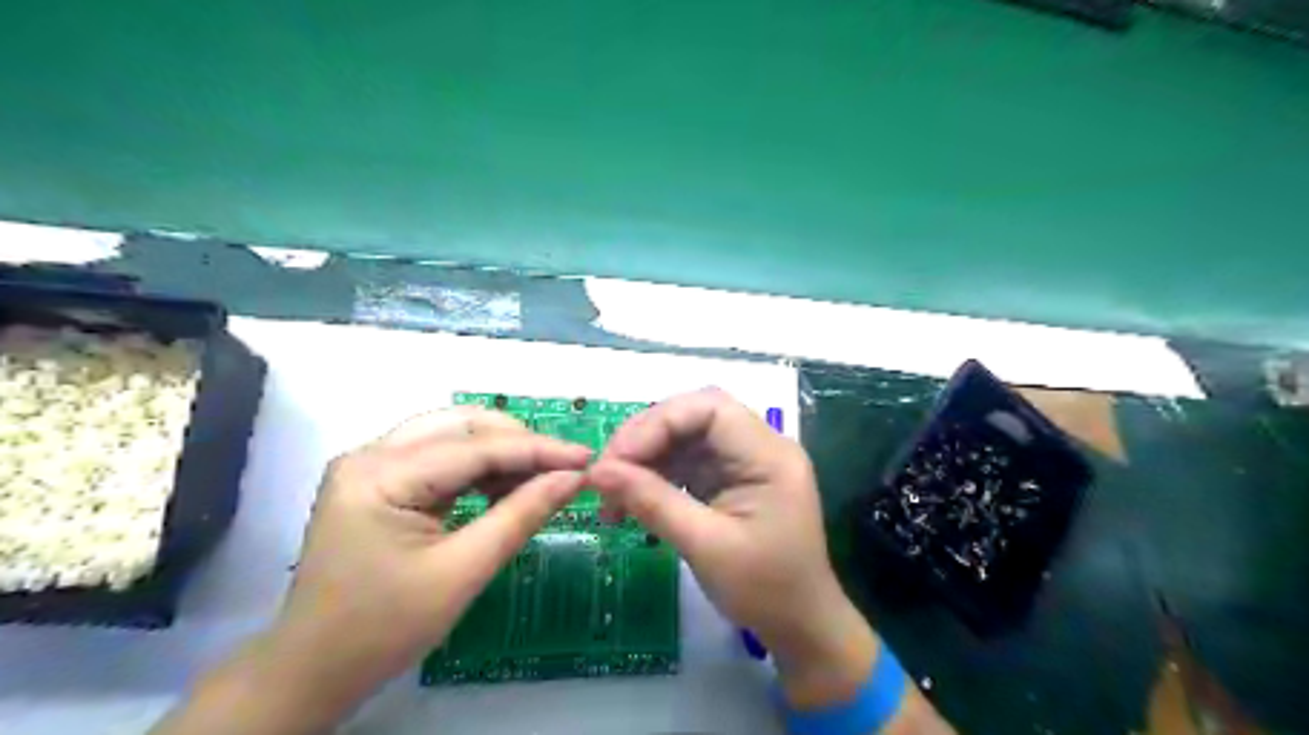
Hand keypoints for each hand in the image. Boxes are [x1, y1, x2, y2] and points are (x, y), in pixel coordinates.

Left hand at [149, 407, 593, 734]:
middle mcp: (370, 454)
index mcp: (380, 475)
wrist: (313, 672)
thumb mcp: (463, 572)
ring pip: (453, 437)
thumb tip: (574, 479)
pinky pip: (440, 459)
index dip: (537, 450)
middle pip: (462, 426)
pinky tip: (506, 486)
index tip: (586, 458)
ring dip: (501, 453)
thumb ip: (521, 515)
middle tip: (564, 468)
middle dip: (519, 443)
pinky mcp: (379, 482)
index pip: (475, 447)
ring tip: (542, 477)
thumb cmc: (384, 629)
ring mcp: (371, 466)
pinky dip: (479, 469)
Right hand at [592, 388, 878, 708]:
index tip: (616, 458)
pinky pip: (689, 460)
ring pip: (687, 436)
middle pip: (695, 416)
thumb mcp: (705, 546)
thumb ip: (653, 502)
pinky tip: (632, 496)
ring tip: (610, 491)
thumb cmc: (764, 589)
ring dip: (646, 457)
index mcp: (768, 455)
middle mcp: (760, 447)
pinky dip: (658, 474)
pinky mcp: (732, 478)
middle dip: (647, 437)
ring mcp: (746, 462)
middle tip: (606, 472)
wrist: (800, 626)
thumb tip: (597, 472)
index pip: (710, 408)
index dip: (658, 423)